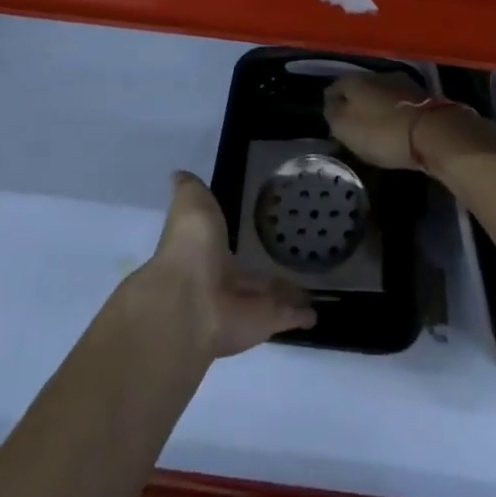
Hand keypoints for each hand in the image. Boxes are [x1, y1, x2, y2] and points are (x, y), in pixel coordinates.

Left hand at [145, 172, 315, 357]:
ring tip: (310, 286)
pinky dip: (302, 315)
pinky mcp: (266, 322)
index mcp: (206, 253)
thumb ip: (191, 190)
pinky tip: (316, 312)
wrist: (190, 301)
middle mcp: (224, 281)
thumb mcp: (190, 203)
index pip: (224, 245)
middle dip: (264, 273)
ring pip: (269, 297)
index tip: (257, 230)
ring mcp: (246, 305)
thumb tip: (179, 174)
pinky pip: (287, 316)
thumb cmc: (191, 246)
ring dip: (286, 294)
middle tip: (289, 262)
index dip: (235, 240)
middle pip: (250, 276)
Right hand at [325, 74, 495, 179]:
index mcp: (356, 79)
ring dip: (376, 108)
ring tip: (373, 128)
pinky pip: (400, 105)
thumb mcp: (345, 127)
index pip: (334, 86)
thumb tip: (330, 103)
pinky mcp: (424, 98)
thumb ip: (332, 113)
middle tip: (351, 125)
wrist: (434, 133)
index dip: (330, 103)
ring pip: (381, 94)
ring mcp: (404, 84)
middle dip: (355, 104)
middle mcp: (378, 74)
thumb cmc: (382, 131)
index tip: (330, 120)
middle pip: (360, 88)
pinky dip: (394, 114)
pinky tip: (394, 128)